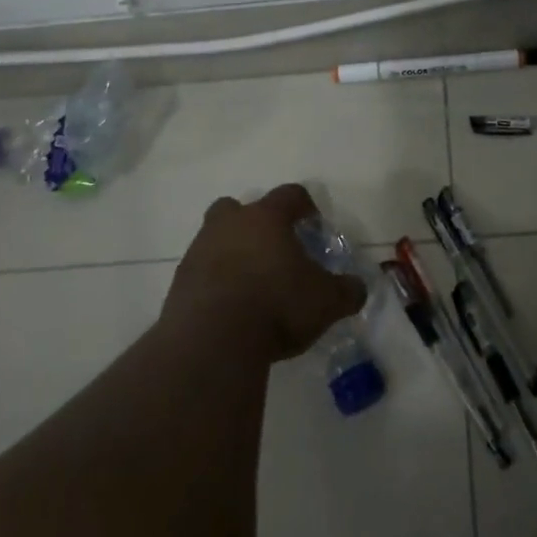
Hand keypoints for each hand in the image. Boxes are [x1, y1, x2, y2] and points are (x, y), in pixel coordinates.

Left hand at [163, 184, 367, 361]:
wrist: (211, 341)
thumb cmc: (276, 306)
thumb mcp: (326, 302)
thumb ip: (347, 291)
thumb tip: (357, 288)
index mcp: (267, 218)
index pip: (290, 195)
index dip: (305, 206)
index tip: (314, 225)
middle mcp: (230, 225)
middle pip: (239, 208)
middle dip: (255, 223)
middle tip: (273, 249)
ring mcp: (199, 251)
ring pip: (215, 238)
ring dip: (232, 253)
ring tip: (251, 284)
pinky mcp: (179, 283)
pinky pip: (201, 272)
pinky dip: (215, 283)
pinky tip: (230, 308)